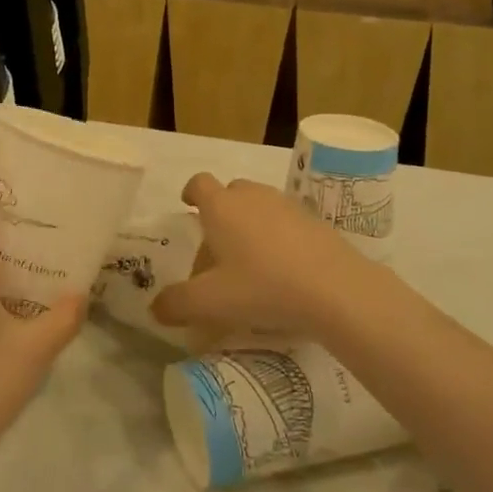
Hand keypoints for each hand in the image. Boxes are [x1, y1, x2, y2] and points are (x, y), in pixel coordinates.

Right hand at [151, 173, 382, 345]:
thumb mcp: (211, 303)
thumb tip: (156, 308)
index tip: (188, 206)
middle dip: (220, 215)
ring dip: (249, 226)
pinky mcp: (315, 222)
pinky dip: (277, 238)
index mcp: (221, 207)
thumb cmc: (263, 287)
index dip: (191, 193)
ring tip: (249, 265)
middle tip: (216, 252)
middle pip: (230, 193)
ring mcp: (287, 206)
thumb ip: (177, 304)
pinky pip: (285, 223)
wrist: (336, 289)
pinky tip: (281, 272)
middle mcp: (252, 196)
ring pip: (259, 207)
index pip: (199, 183)